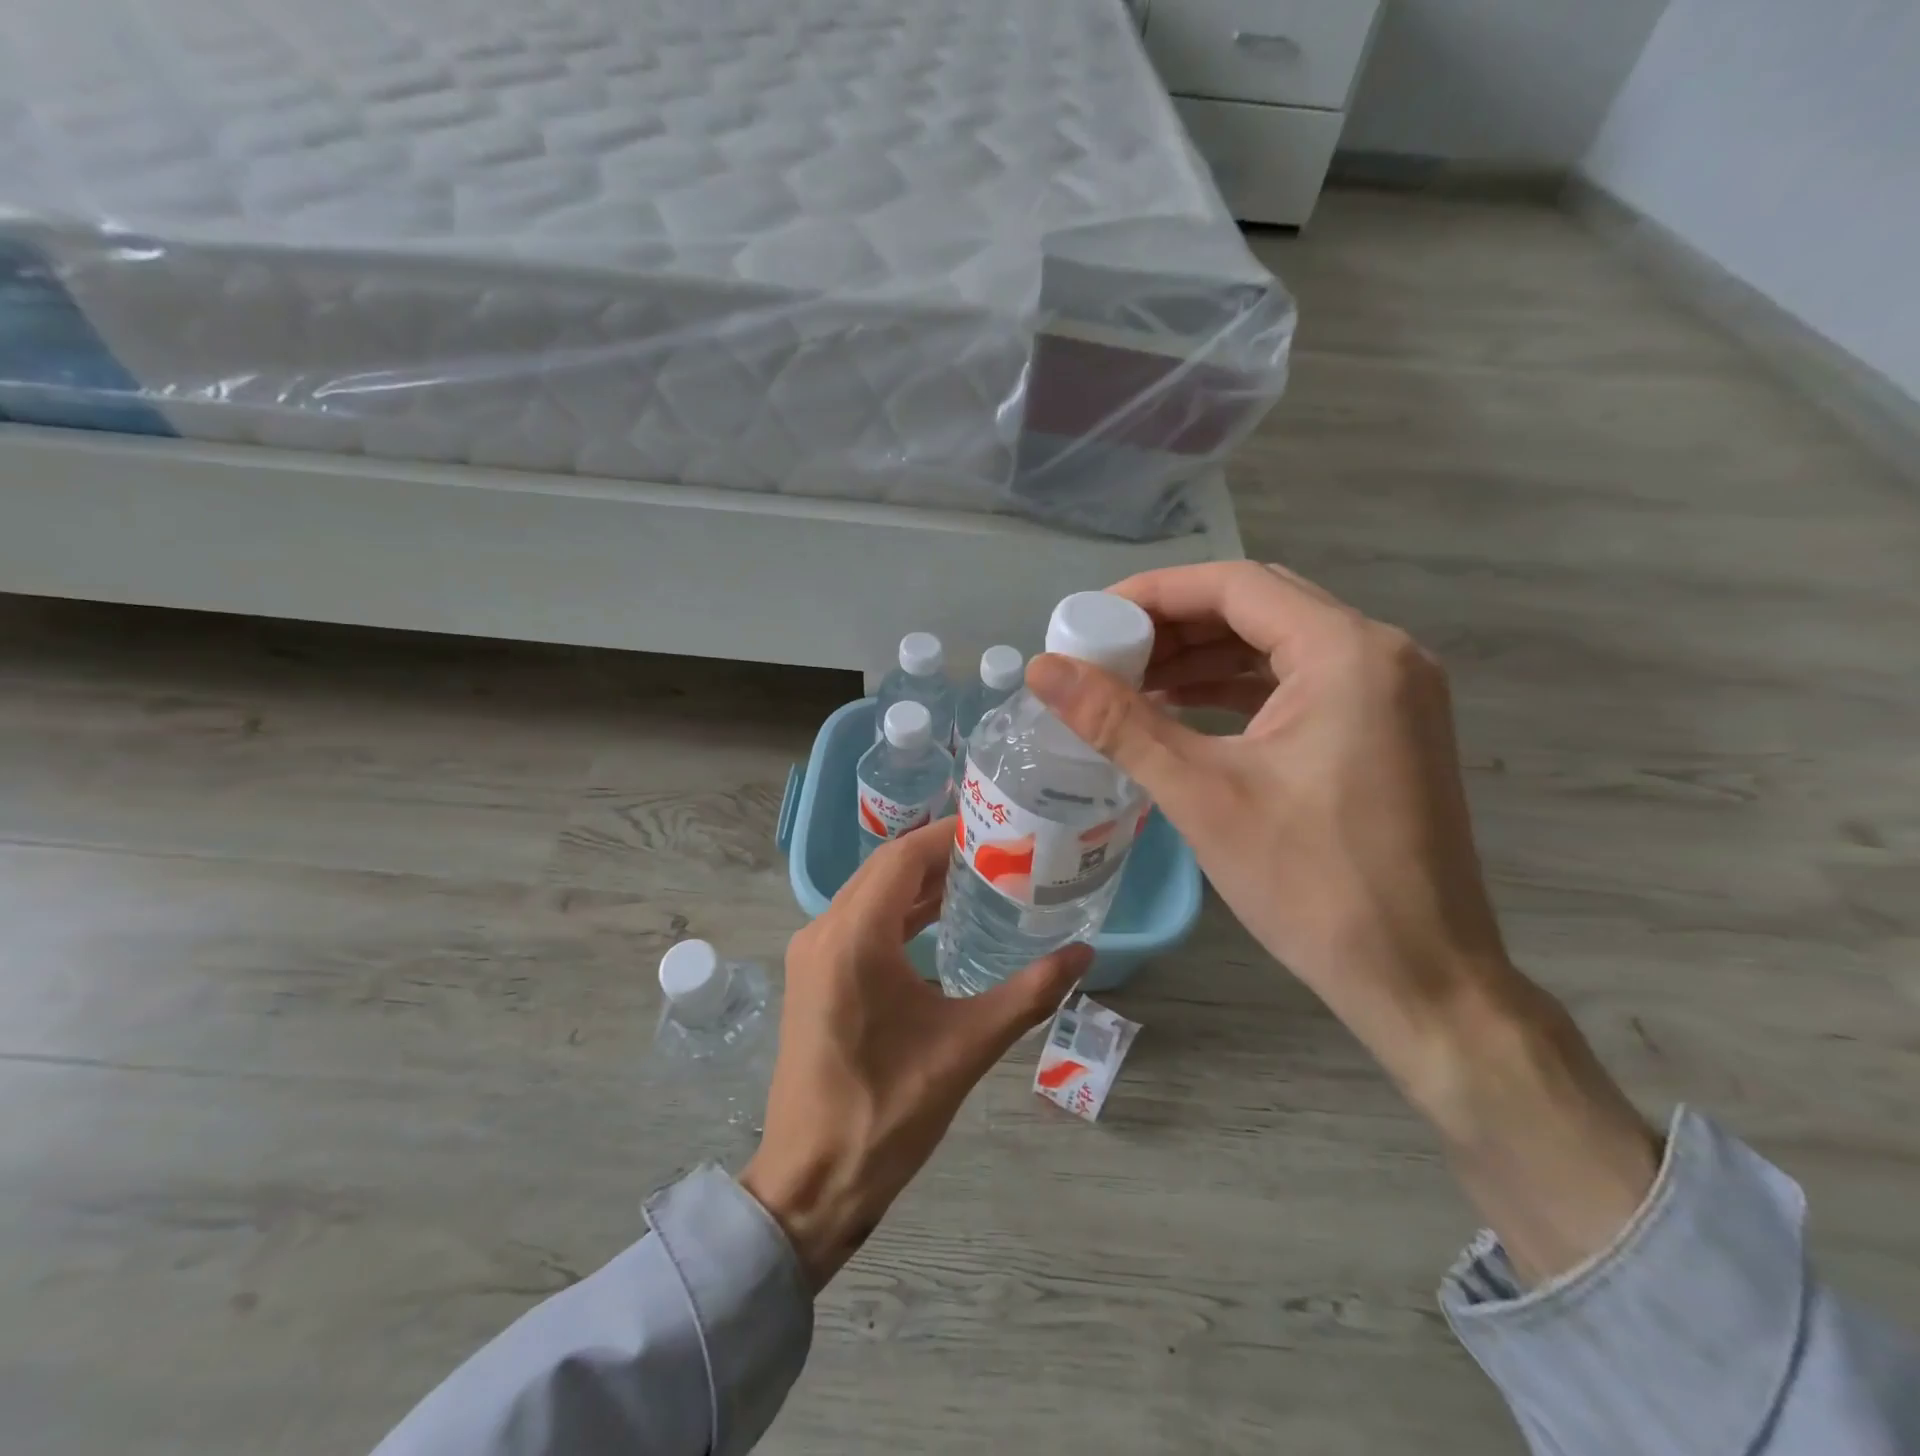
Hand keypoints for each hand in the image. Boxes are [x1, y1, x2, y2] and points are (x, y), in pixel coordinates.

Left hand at [740, 820, 1089, 1288]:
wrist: (811, 1183)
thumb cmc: (887, 1114)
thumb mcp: (966, 1048)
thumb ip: (1029, 993)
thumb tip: (1084, 953)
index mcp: (854, 938)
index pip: (904, 858)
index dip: (948, 834)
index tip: (996, 825)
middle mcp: (824, 931)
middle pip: (885, 869)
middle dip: (939, 854)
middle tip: (998, 848)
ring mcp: (814, 954)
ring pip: (871, 894)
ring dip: (918, 883)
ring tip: (979, 876)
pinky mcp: (815, 976)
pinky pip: (860, 922)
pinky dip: (899, 912)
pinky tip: (940, 922)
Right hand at [1027, 562, 1656, 1280]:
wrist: (1420, 980)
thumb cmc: (1311, 884)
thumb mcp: (1202, 794)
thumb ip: (1117, 722)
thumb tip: (1041, 668)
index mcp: (1347, 653)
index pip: (1235, 585)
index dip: (1153, 594)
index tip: (1092, 620)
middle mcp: (1381, 653)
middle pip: (1259, 606)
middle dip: (1176, 626)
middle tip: (1108, 654)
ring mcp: (1393, 692)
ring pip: (1279, 645)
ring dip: (1205, 657)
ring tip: (1133, 684)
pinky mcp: (1387, 729)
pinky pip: (1301, 683)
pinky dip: (1239, 689)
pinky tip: (1186, 711)